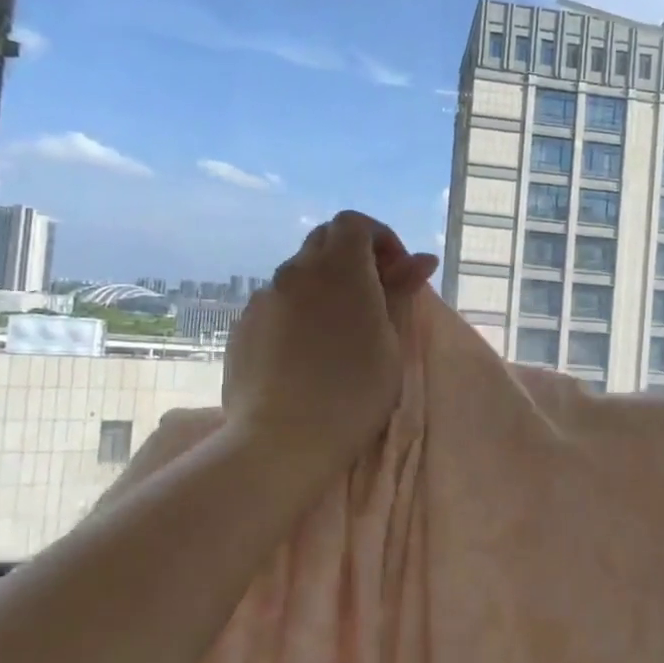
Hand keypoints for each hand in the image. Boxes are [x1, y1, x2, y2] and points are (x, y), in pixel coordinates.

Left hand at [222, 211, 437, 470]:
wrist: (283, 440)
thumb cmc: (354, 391)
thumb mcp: (391, 341)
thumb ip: (400, 291)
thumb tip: (420, 259)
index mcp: (339, 268)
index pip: (354, 222)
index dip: (380, 239)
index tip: (397, 274)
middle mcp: (296, 272)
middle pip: (324, 241)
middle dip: (354, 258)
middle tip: (375, 298)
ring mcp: (263, 299)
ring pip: (299, 274)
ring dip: (325, 286)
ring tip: (341, 331)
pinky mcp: (243, 327)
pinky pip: (277, 304)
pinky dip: (299, 312)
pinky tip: (308, 353)